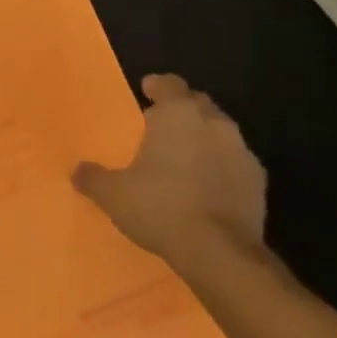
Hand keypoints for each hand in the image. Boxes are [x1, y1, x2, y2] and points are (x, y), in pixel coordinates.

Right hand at [73, 74, 266, 272]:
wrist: (220, 254)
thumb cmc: (161, 207)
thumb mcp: (114, 194)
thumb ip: (94, 177)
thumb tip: (76, 171)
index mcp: (178, 114)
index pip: (169, 83)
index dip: (157, 86)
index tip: (146, 92)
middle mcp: (213, 123)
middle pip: (198, 103)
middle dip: (182, 110)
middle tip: (163, 126)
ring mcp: (241, 151)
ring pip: (220, 132)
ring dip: (205, 138)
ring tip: (186, 158)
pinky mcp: (259, 183)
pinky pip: (236, 163)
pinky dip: (223, 167)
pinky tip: (210, 186)